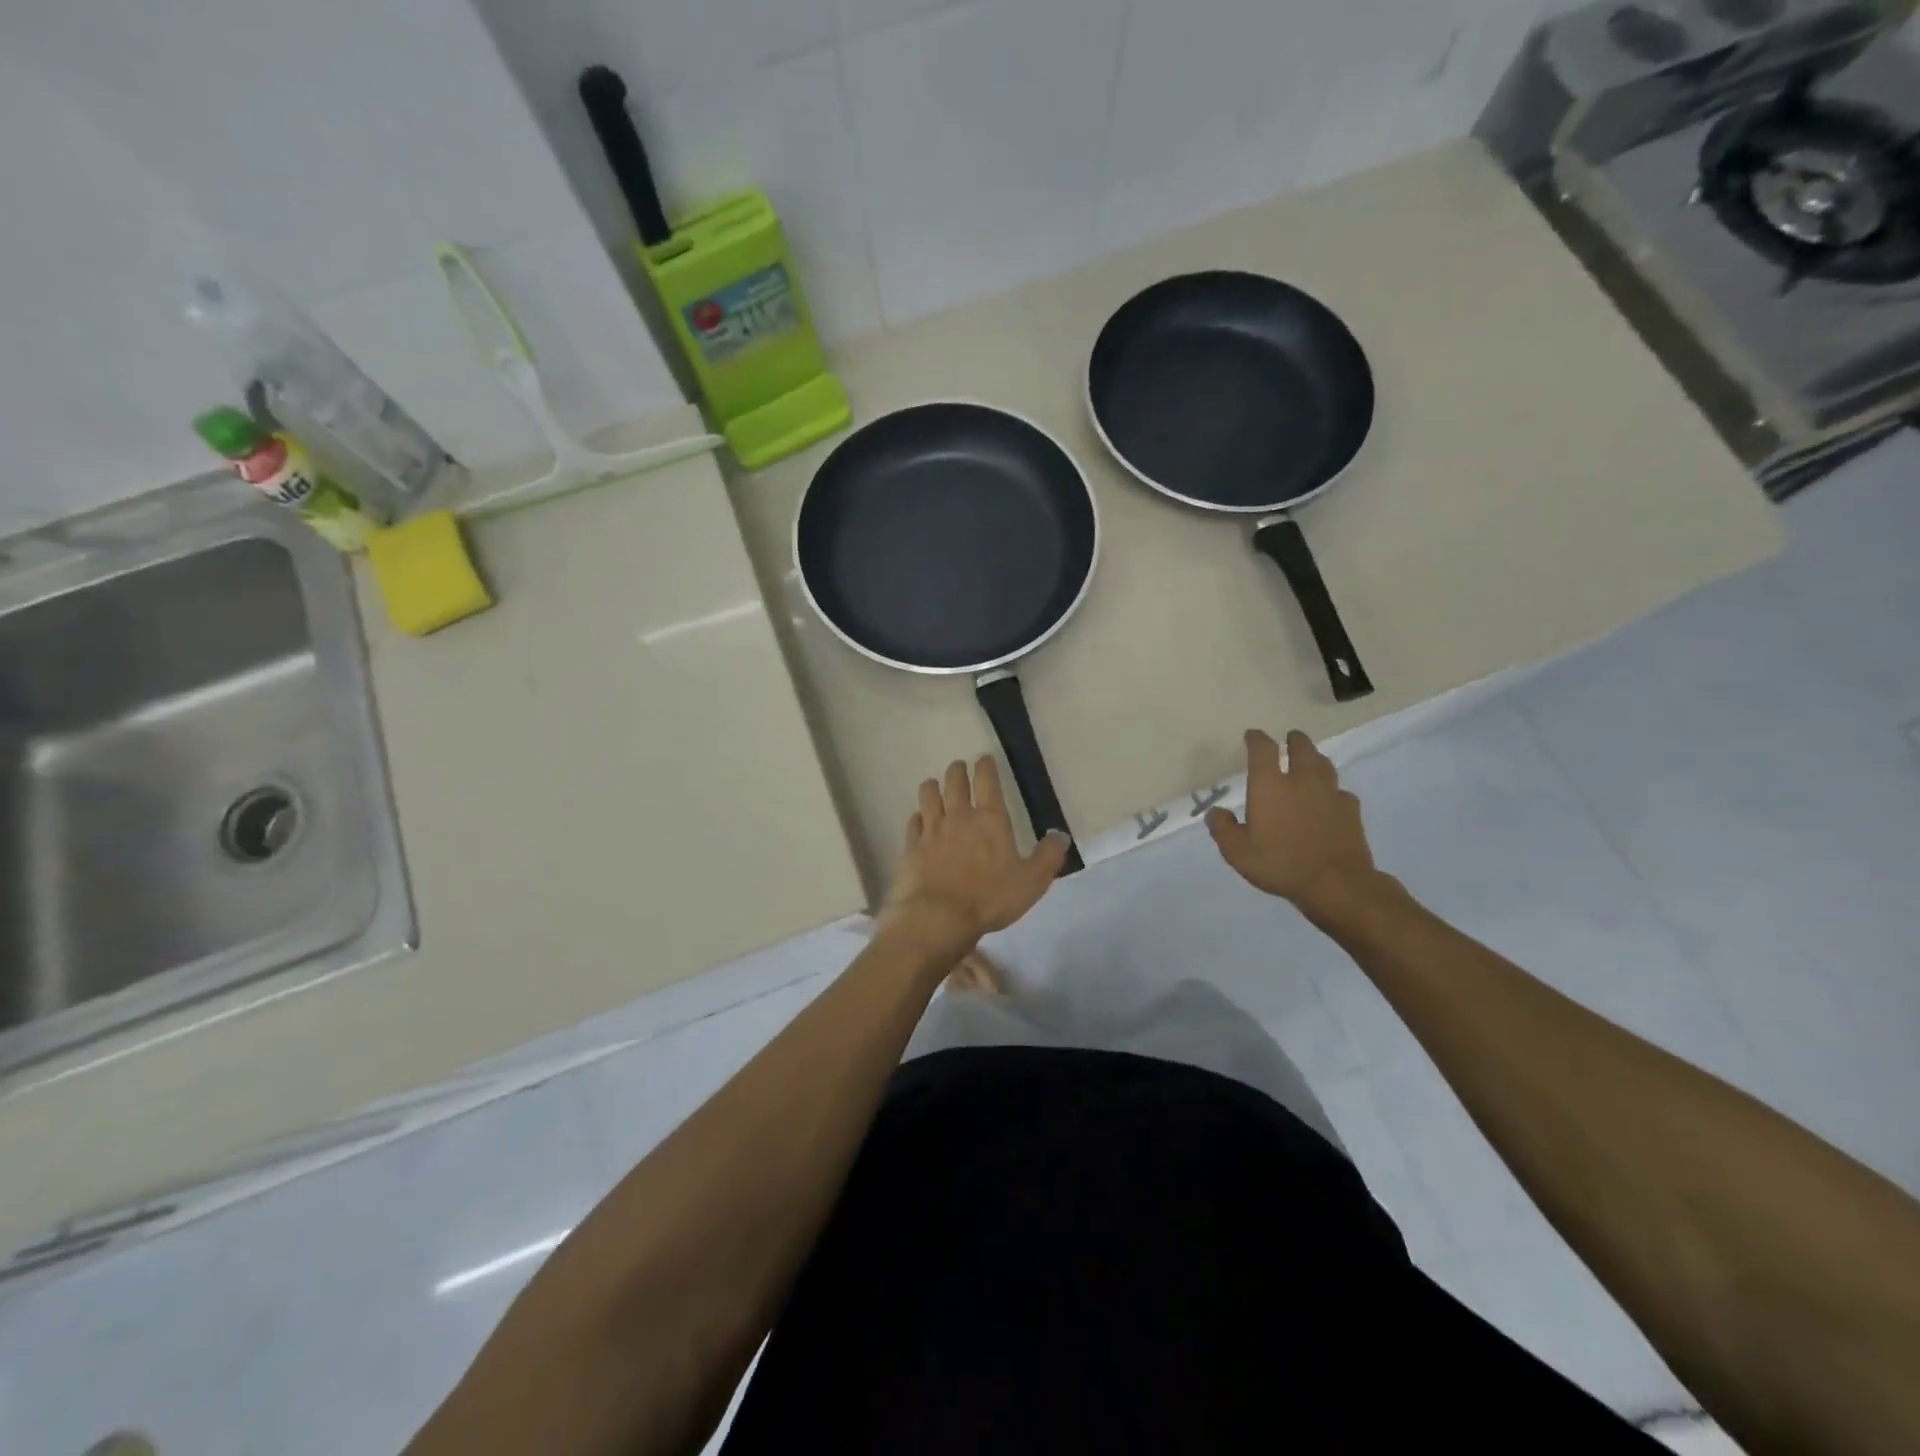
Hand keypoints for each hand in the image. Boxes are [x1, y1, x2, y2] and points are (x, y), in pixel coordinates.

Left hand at [880, 756, 1070, 953]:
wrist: (938, 917)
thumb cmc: (989, 898)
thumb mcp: (1031, 881)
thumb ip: (1048, 856)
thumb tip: (1061, 835)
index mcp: (990, 819)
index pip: (987, 781)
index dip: (986, 766)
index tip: (984, 758)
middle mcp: (959, 817)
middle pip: (954, 783)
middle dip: (957, 771)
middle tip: (958, 766)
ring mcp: (931, 830)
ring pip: (928, 797)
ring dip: (932, 787)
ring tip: (934, 784)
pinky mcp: (911, 847)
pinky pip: (913, 823)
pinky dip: (917, 817)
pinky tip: (918, 819)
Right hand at [1206, 729, 1380, 918]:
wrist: (1336, 883)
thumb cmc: (1280, 864)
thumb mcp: (1238, 853)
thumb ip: (1223, 829)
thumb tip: (1216, 813)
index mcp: (1270, 786)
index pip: (1263, 750)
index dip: (1256, 738)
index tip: (1252, 735)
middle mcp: (1301, 781)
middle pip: (1302, 748)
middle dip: (1294, 740)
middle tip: (1291, 738)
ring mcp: (1330, 794)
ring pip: (1324, 765)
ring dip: (1315, 758)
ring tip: (1311, 760)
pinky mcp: (1351, 811)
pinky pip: (1341, 792)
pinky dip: (1333, 791)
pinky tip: (1330, 799)